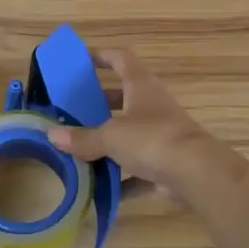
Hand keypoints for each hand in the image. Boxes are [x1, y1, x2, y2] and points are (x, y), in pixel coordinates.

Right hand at [45, 49, 229, 204]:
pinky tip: (99, 191)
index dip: (101, 56)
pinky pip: (138, 170)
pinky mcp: (166, 164)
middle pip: (123, 98)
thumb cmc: (152, 139)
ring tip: (78, 151)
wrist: (197, 174)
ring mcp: (161, 135)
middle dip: (98, 105)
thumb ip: (83, 138)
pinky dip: (121, 178)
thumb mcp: (111, 136)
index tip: (80, 60)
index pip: (121, 59)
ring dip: (108, 143)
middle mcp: (152, 106)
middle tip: (72, 112)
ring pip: (129, 134)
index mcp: (140, 86)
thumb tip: (52, 135)